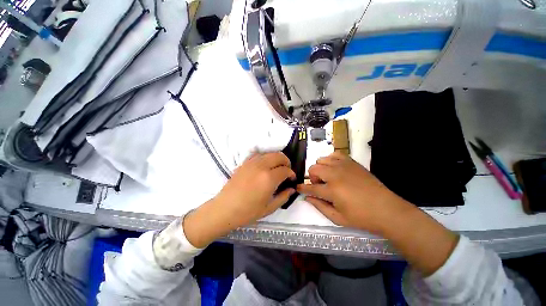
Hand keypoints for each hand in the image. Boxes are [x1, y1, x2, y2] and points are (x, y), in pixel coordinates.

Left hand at [184, 152, 295, 247]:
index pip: (285, 170)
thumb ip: (284, 197)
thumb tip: (292, 188)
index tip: (292, 179)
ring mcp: (251, 163)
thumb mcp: (269, 208)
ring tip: (276, 168)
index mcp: (269, 178)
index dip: (291, 173)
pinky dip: (265, 158)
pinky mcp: (244, 163)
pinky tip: (264, 166)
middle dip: (286, 162)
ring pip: (269, 153)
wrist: (225, 209)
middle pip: (279, 156)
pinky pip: (258, 155)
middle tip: (286, 171)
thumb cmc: (248, 212)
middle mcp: (261, 166)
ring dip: (276, 159)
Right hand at [297, 152, 409, 233]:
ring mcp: (344, 166)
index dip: (302, 188)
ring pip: (322, 160)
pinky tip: (334, 168)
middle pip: (313, 169)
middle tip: (320, 185)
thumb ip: (320, 206)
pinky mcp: (352, 162)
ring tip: (327, 177)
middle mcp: (335, 175)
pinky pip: (335, 154)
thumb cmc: (361, 217)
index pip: (310, 187)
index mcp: (331, 190)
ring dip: (320, 168)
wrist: (387, 209)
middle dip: (311, 177)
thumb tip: (307, 198)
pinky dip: (330, 160)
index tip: (297, 187)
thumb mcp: (338, 218)